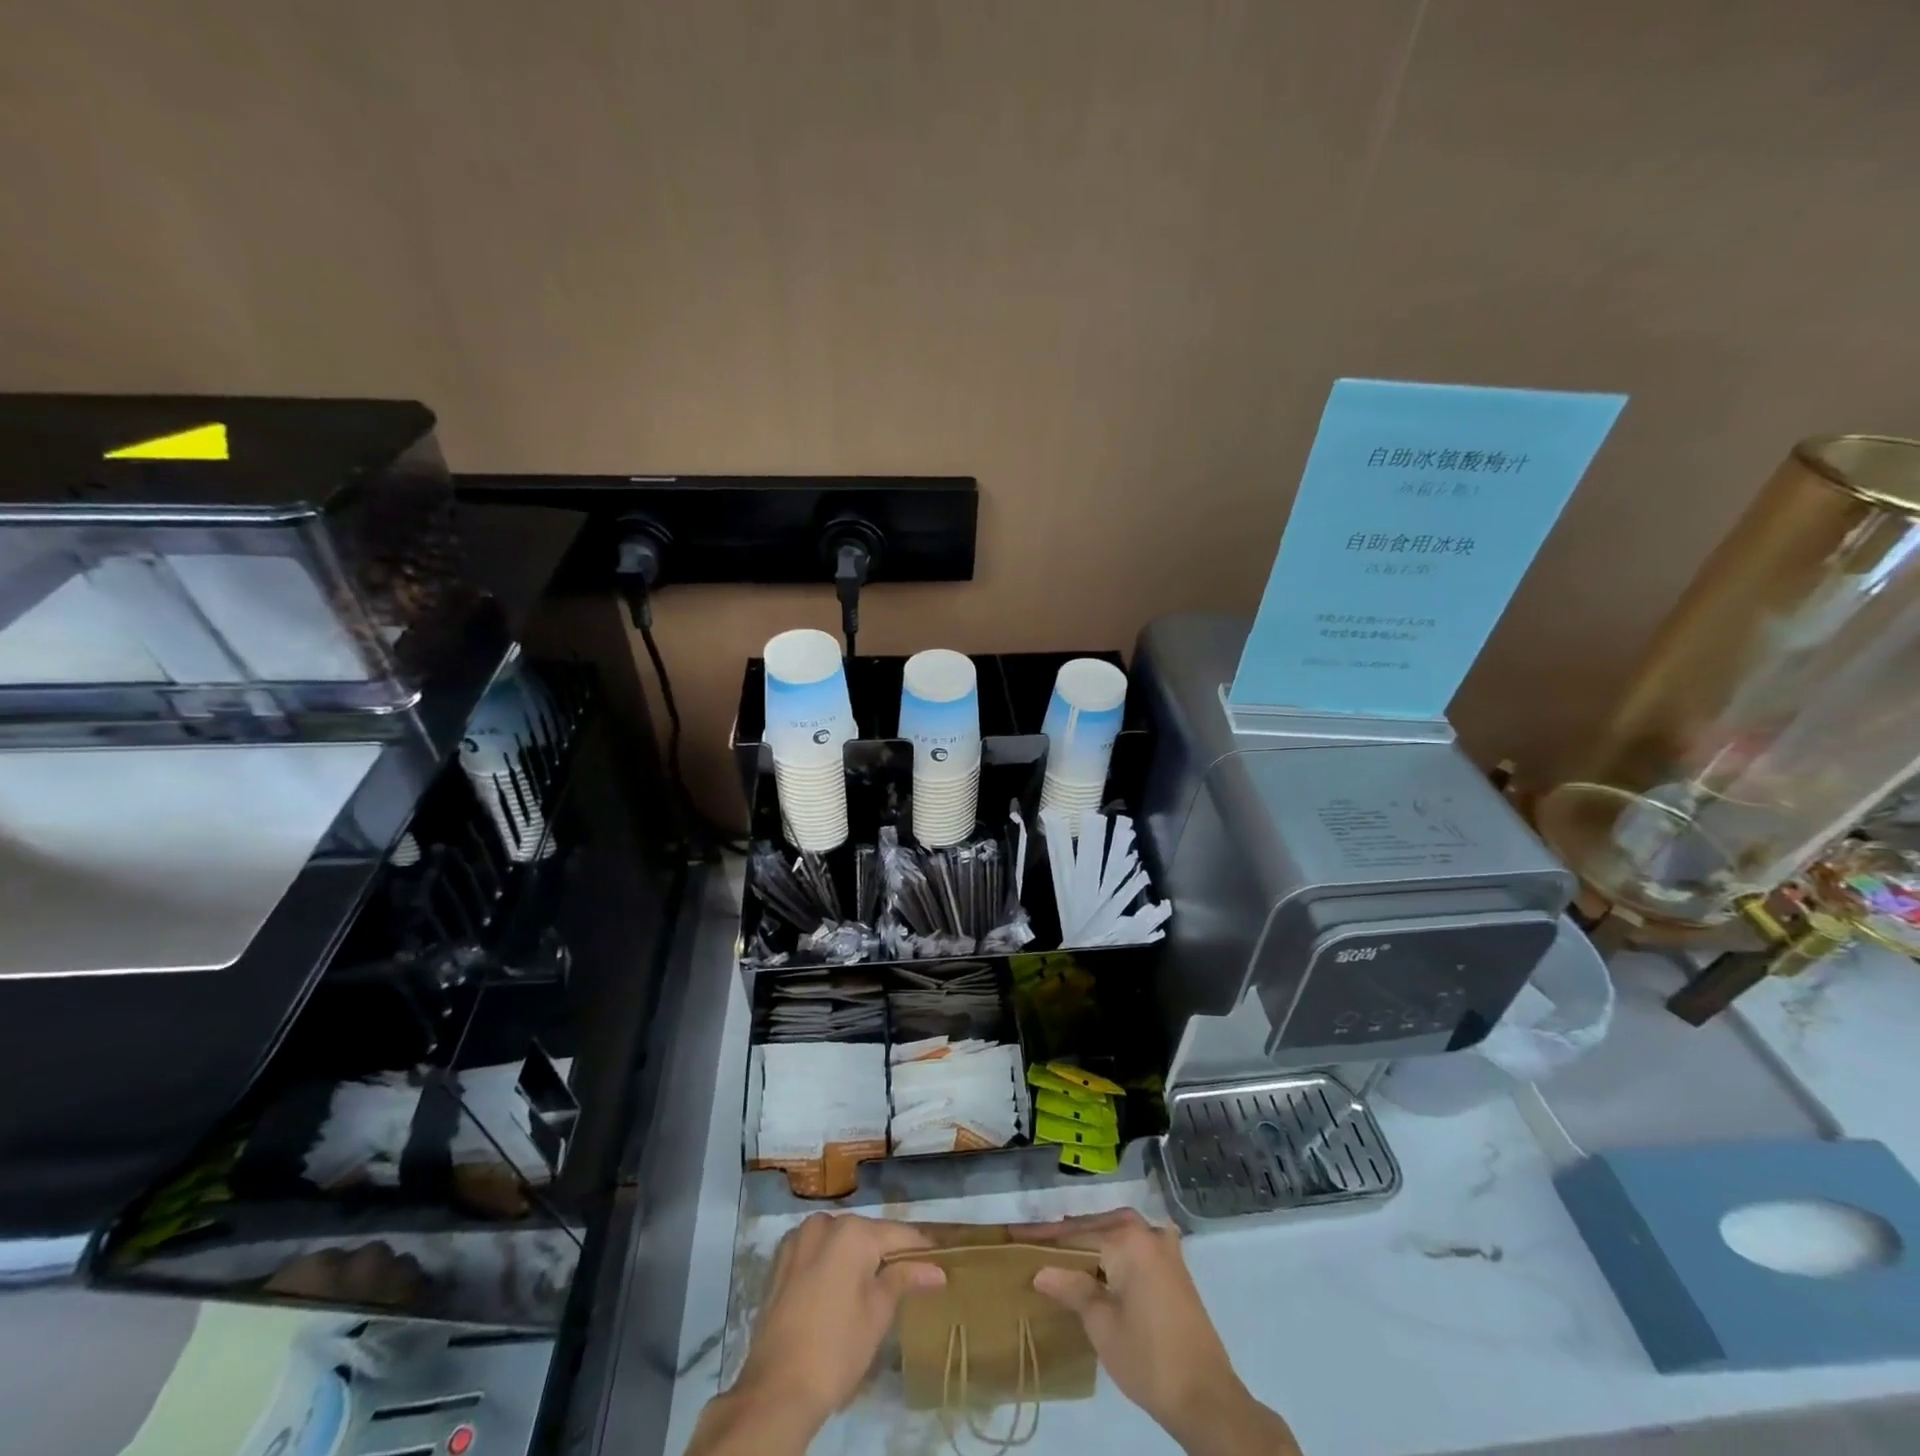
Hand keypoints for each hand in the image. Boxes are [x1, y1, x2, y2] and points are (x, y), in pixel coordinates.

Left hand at [697, 1214, 943, 1454]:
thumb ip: (905, 1278)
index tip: (938, 1262)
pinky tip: (839, 1287)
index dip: (920, 1248)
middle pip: (867, 1234)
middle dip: (886, 1252)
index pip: (898, 1234)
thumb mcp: (878, 1313)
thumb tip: (936, 1269)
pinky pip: (816, 1251)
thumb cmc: (836, 1349)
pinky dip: (831, 1262)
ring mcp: (798, 1240)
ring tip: (874, 1284)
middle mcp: (825, 1224)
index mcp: (853, 1232)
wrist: (776, 1390)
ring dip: (857, 1256)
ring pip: (840, 1241)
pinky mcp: (781, 1262)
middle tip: (908, 1277)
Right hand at [1014, 1209, 1296, 1455]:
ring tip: (1064, 1252)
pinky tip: (1104, 1259)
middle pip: (1098, 1226)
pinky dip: (1117, 1246)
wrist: (1206, 1397)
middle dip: (1068, 1234)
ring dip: (1093, 1239)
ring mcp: (1166, 1249)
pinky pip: (1137, 1243)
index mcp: (1128, 1239)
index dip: (1044, 1238)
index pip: (1076, 1233)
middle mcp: (1147, 1233)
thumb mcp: (1102, 1325)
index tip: (1016, 1237)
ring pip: (1119, 1232)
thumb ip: (1073, 1289)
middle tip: (1037, 1245)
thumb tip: (1041, 1271)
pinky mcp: (1176, 1268)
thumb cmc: (1148, 1358)